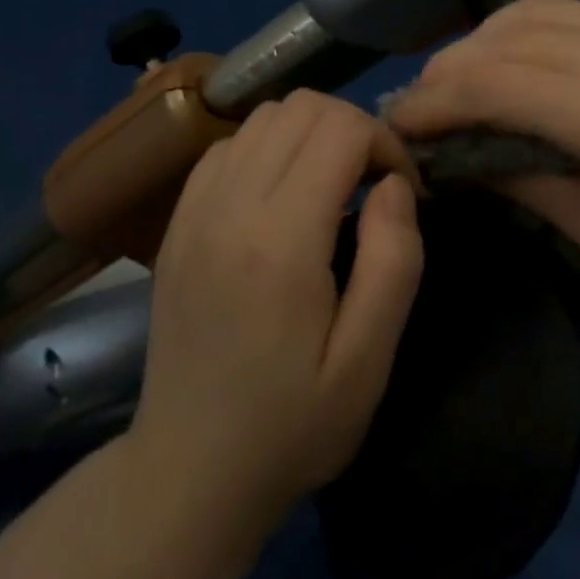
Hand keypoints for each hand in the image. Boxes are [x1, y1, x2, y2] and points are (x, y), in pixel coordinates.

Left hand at [124, 90, 423, 566]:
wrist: (188, 472)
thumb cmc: (291, 426)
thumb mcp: (367, 363)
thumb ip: (393, 262)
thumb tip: (394, 183)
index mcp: (280, 242)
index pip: (340, 128)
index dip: (385, 143)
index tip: (402, 191)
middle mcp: (229, 207)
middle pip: (301, 107)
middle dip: (353, 128)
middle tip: (371, 184)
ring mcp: (194, 209)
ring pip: (264, 114)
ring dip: (310, 132)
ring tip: (330, 184)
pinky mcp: (177, 220)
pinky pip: (229, 144)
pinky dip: (268, 146)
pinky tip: (282, 194)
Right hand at [387, 0, 579, 325]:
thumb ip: (521, 181)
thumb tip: (455, 156)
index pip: (493, 83)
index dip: (432, 101)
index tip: (396, 127)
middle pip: (505, 38)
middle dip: (447, 70)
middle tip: (418, 111)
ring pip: (534, 13)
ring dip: (481, 42)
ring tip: (456, 87)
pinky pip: (570, 15)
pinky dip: (521, 32)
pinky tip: (508, 66)